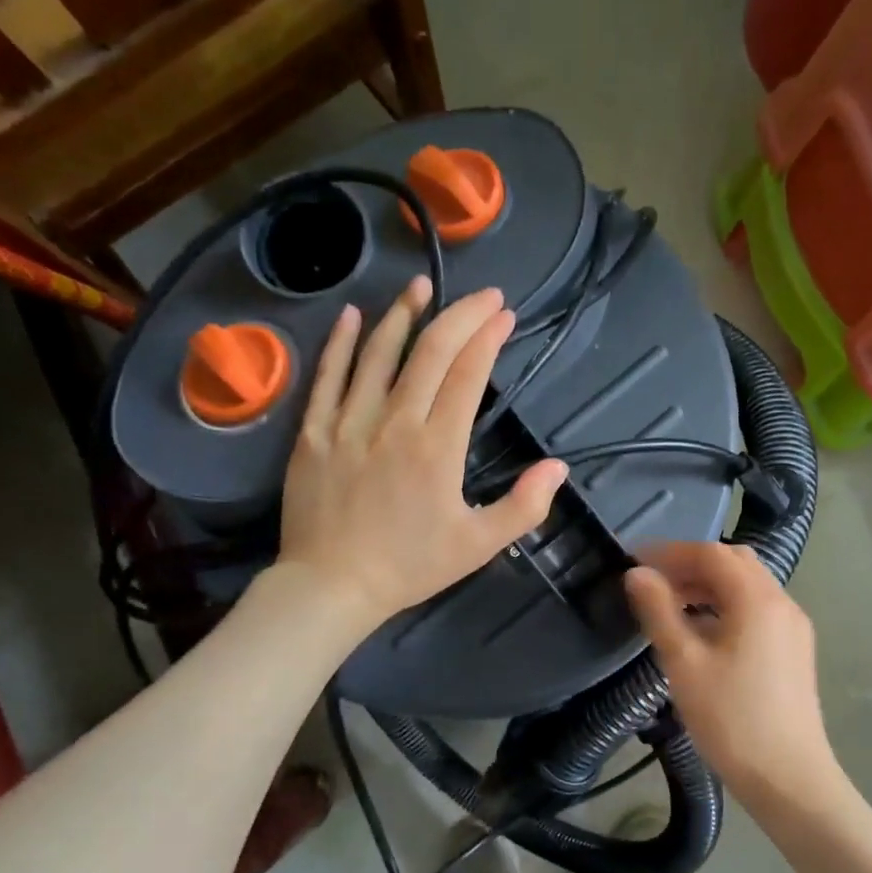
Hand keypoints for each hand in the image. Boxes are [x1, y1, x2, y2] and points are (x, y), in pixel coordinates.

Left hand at [277, 276, 568, 633]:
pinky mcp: (313, 432)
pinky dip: (340, 343)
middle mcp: (394, 422)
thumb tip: (558, 467)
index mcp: (437, 447)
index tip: (505, 315)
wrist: (331, 586)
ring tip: (421, 286)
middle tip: (482, 296)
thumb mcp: (478, 546)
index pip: (467, 374)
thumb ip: (524, 506)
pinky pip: (326, 376)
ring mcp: (348, 422)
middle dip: (460, 315)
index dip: (488, 338)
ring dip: (403, 314)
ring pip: (377, 353)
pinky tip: (352, 315)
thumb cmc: (409, 567)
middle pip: (429, 352)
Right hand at [625, 542, 835, 800]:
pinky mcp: (794, 650)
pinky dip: (726, 606)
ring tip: (670, 605)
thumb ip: (659, 612)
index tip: (633, 562)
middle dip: (691, 565)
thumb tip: (636, 573)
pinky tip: (701, 632)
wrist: (789, 778)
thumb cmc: (731, 719)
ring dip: (708, 586)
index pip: (711, 553)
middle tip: (652, 582)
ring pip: (747, 587)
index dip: (669, 552)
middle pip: (734, 563)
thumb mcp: (684, 663)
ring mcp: (793, 627)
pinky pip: (757, 610)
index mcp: (757, 599)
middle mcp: (782, 603)